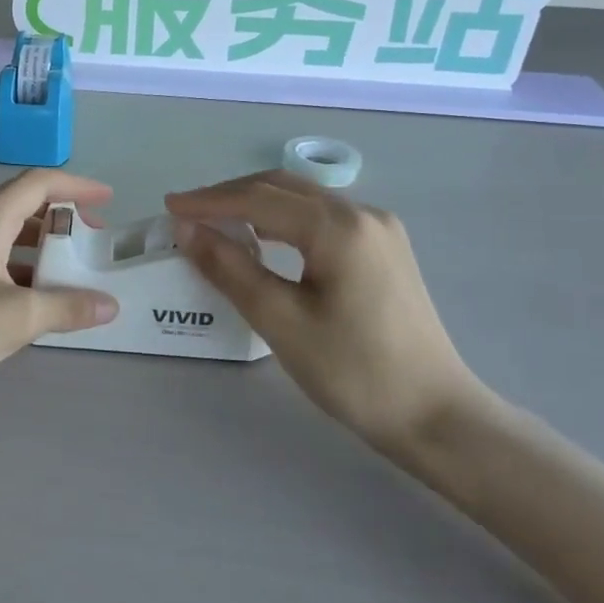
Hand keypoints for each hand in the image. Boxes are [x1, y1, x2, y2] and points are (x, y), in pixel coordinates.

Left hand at [0, 169, 119, 401]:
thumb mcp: (18, 315)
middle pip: (22, 208)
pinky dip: (20, 273)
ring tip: (70, 273)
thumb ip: (67, 307)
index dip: (76, 186)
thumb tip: (109, 305)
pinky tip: (34, 301)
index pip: (38, 184)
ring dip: (40, 249)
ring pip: (6, 238)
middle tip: (91, 242)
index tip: (108, 199)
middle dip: (61, 220)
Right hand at [166, 171, 488, 460]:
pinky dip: (283, 219)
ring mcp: (379, 230)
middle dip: (230, 195)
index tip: (169, 207)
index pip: (259, 199)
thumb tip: (186, 230)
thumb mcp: (280, 321)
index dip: (209, 201)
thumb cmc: (353, 371)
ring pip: (303, 200)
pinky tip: (265, 238)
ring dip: (256, 203)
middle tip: (186, 213)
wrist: (435, 415)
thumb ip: (230, 268)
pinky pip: (322, 217)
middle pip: (282, 187)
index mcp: (339, 228)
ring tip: (216, 222)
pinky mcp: (384, 249)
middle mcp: (363, 214)